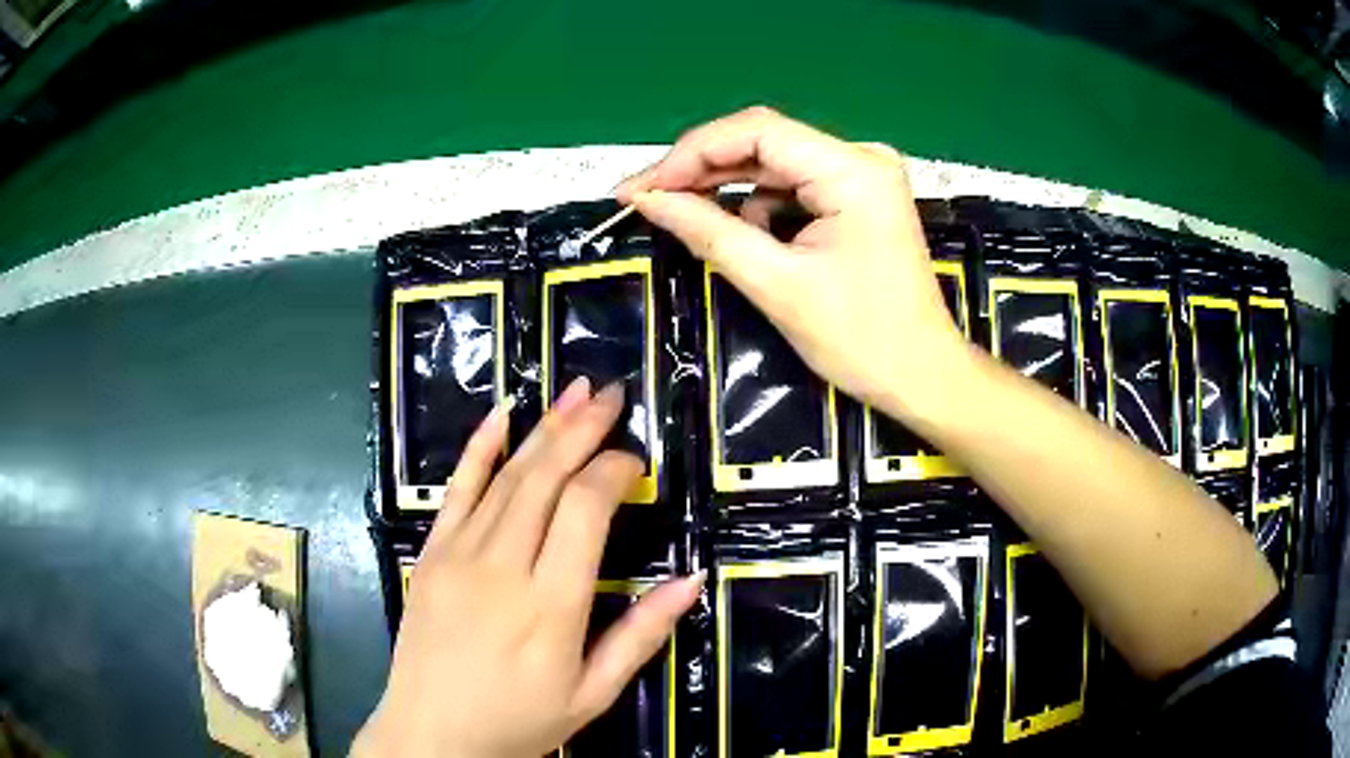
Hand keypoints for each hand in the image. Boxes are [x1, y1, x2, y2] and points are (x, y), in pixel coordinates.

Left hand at [353, 378, 702, 757]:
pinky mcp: (430, 554)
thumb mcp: (593, 693)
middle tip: (612, 395)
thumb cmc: (519, 721)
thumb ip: (641, 635)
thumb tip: (691, 579)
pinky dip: (479, 447)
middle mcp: (503, 567)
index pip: (585, 510)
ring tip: (576, 390)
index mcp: (551, 605)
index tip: (634, 461)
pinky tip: (502, 414)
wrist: (432, 734)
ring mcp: (458, 555)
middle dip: (583, 429)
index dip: (613, 471)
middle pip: (546, 478)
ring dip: (544, 428)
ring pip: (506, 475)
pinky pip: (455, 490)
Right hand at [617, 106, 969, 420]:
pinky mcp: (858, 197)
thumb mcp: (777, 285)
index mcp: (851, 170)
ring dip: (726, 188)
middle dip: (700, 169)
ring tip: (679, 214)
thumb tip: (648, 199)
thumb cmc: (860, 339)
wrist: (921, 375)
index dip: (689, 154)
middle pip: (763, 142)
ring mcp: (861, 175)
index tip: (639, 188)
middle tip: (645, 198)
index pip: (755, 132)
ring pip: (774, 164)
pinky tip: (740, 233)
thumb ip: (708, 231)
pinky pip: (793, 186)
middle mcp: (859, 157)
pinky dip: (759, 206)